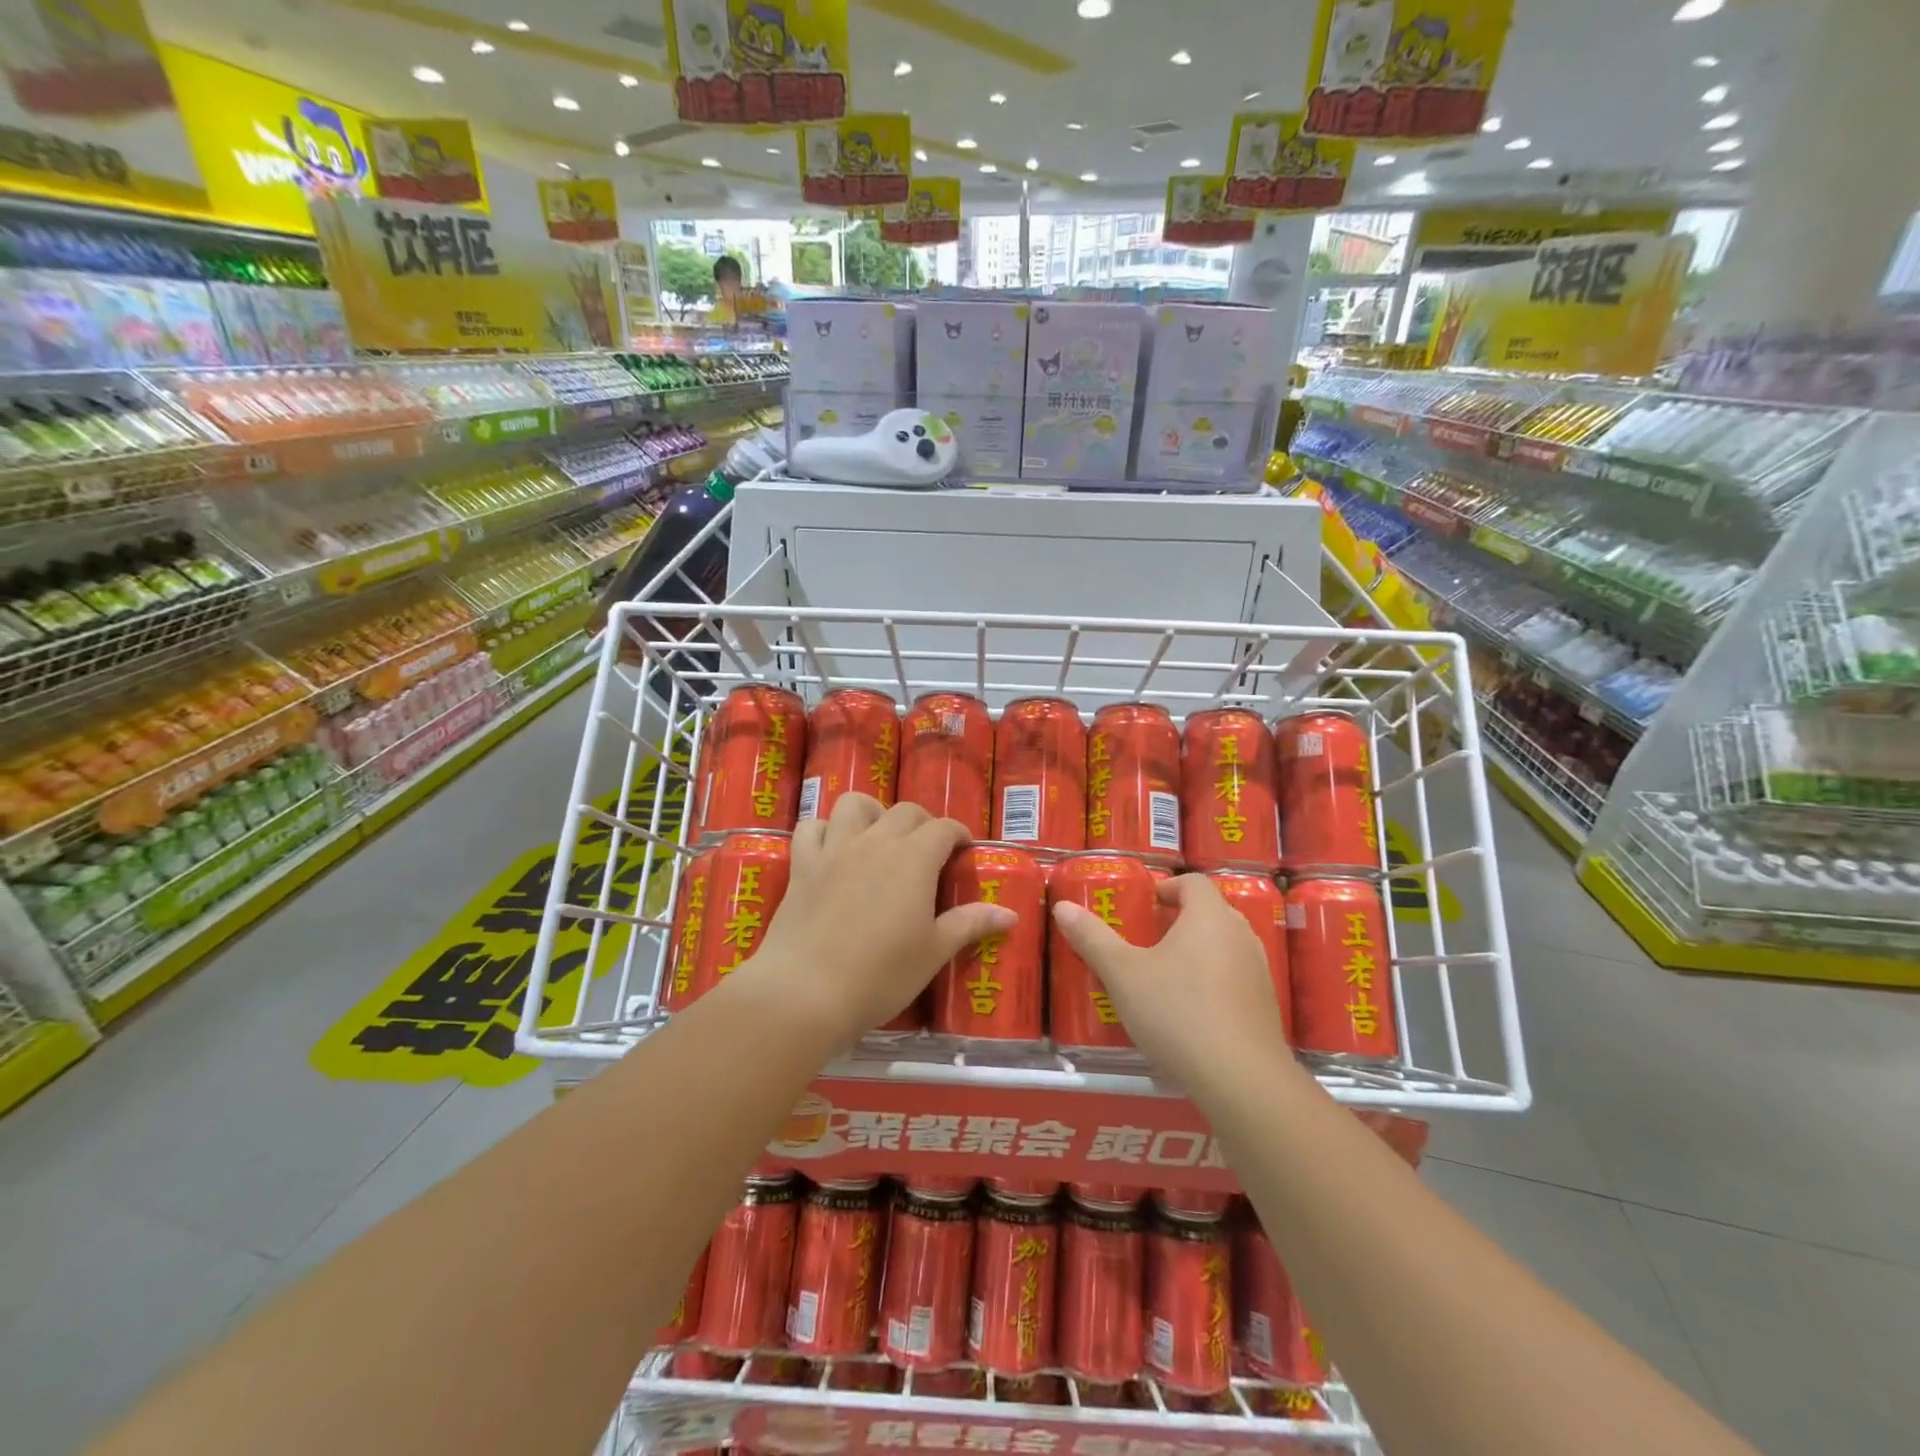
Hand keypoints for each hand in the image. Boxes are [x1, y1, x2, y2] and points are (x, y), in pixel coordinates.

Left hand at [743, 793, 1016, 1048]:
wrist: (807, 990)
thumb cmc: (880, 974)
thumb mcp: (934, 952)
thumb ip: (970, 924)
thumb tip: (1010, 914)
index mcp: (914, 858)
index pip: (944, 828)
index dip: (958, 835)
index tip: (963, 850)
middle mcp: (876, 841)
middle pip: (905, 811)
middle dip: (922, 824)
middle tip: (928, 852)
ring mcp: (835, 848)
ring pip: (855, 804)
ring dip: (872, 813)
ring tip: (878, 838)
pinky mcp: (802, 864)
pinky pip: (811, 827)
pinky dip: (824, 830)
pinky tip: (831, 849)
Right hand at [1052, 874, 1290, 1091]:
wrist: (1241, 1080)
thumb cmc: (1178, 1012)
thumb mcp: (1123, 975)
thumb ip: (1092, 939)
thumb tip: (1063, 907)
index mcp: (1209, 917)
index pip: (1193, 882)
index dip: (1167, 887)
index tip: (1144, 905)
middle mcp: (1241, 936)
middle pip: (1210, 913)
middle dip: (1178, 921)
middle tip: (1145, 940)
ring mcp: (1259, 972)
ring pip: (1223, 947)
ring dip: (1195, 953)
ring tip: (1163, 977)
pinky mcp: (1265, 1006)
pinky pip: (1234, 979)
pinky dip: (1212, 983)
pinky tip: (1188, 1013)